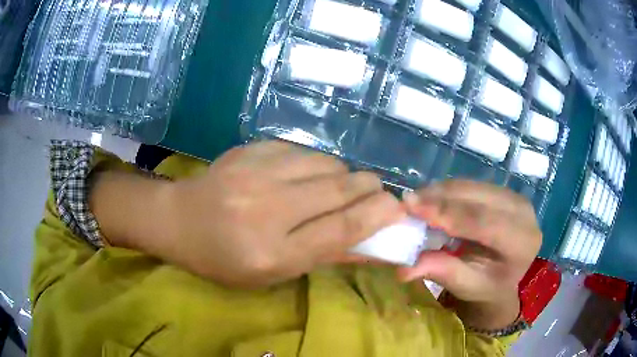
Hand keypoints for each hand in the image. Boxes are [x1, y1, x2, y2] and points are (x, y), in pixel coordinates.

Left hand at [93, 141, 404, 288]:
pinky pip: (303, 150)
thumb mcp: (272, 274)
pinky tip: (306, 174)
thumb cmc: (224, 259)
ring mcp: (255, 172)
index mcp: (271, 253)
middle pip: (339, 190)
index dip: (376, 216)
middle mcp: (265, 210)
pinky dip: (316, 163)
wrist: (179, 221)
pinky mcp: (250, 149)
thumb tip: (371, 243)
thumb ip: (323, 257)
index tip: (398, 206)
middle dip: (369, 188)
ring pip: (326, 163)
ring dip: (343, 175)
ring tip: (337, 186)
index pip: (339, 231)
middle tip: (376, 191)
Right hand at [398, 180, 540, 328]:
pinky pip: (471, 185)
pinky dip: (448, 191)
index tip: (411, 207)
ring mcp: (513, 196)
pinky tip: (431, 199)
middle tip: (406, 202)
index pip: (484, 221)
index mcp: (522, 240)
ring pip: (472, 186)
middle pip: (477, 198)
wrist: (505, 276)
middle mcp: (523, 211)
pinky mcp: (502, 190)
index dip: (448, 213)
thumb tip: (404, 269)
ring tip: (415, 201)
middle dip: (440, 198)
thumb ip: (443, 272)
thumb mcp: (467, 285)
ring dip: (441, 192)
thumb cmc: (488, 286)